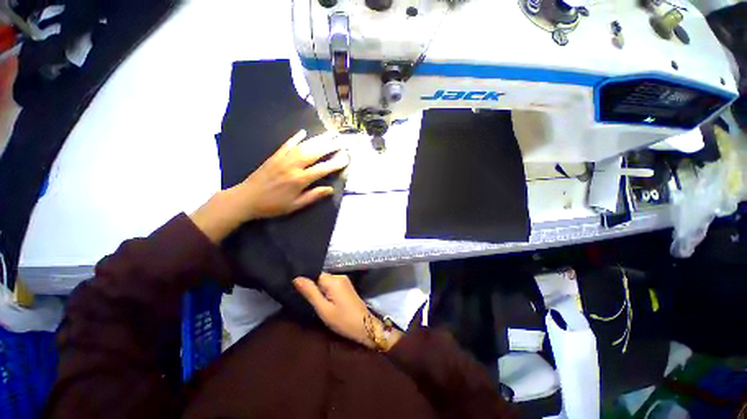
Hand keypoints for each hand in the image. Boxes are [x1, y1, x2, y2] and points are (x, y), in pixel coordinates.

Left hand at [234, 130, 347, 220]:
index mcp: (299, 180)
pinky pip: (287, 144)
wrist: (245, 199)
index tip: (346, 158)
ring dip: (317, 139)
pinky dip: (295, 138)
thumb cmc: (272, 205)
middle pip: (314, 153)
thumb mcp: (295, 205)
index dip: (335, 164)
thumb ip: (313, 196)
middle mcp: (293, 166)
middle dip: (329, 146)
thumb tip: (330, 189)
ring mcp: (283, 159)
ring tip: (328, 134)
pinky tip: (303, 132)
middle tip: (340, 140)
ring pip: (303, 146)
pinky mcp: (274, 156)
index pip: (321, 170)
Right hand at [294, 274, 401, 349]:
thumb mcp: (323, 309)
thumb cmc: (343, 320)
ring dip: (319, 290)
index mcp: (333, 280)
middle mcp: (339, 276)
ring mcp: (344, 280)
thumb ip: (310, 292)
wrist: (365, 326)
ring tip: (314, 302)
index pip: (314, 274)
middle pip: (320, 277)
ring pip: (326, 281)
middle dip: (312, 287)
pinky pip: (332, 284)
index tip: (298, 292)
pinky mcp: (346, 286)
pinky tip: (324, 301)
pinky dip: (326, 291)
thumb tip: (296, 278)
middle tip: (305, 300)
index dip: (306, 282)